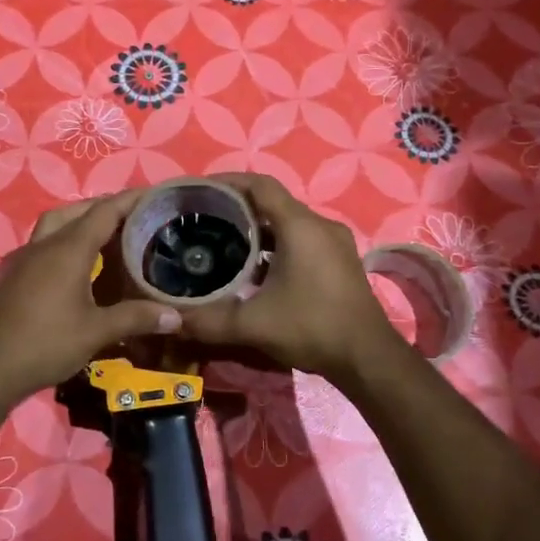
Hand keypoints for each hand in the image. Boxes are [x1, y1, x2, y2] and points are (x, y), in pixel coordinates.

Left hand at [0, 191, 181, 402]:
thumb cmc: (46, 344)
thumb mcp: (96, 332)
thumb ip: (135, 318)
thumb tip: (176, 316)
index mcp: (67, 249)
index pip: (104, 212)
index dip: (129, 200)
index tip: (152, 195)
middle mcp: (43, 245)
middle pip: (75, 212)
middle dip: (103, 208)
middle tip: (131, 217)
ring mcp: (21, 259)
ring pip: (53, 226)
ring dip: (77, 223)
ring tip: (103, 238)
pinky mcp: (9, 276)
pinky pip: (40, 246)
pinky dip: (60, 244)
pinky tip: (72, 268)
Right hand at [178, 174, 398, 382]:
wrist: (368, 358)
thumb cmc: (312, 328)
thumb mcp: (254, 325)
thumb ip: (209, 320)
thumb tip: (171, 320)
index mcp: (300, 226)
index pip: (260, 185)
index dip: (228, 182)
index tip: (200, 191)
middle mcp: (320, 225)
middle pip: (273, 202)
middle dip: (238, 208)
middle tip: (204, 220)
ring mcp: (334, 243)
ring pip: (288, 223)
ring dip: (257, 229)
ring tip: (223, 243)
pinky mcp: (339, 262)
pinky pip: (301, 239)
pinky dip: (276, 245)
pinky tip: (254, 270)